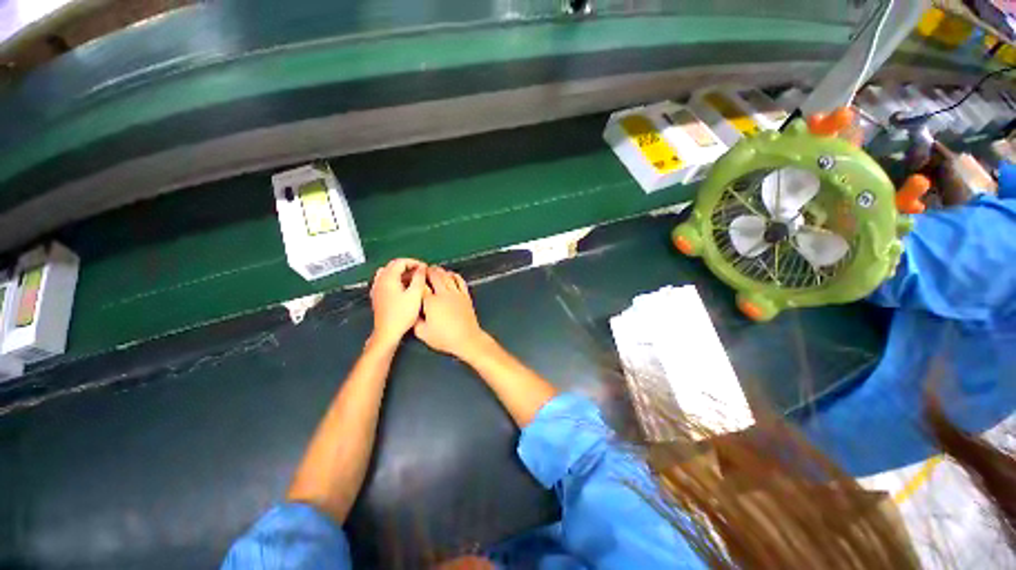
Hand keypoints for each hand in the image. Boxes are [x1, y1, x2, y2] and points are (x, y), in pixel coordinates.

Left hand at [370, 258, 426, 346]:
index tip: (425, 268)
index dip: (414, 262)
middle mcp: (380, 280)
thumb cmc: (402, 314)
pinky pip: (385, 281)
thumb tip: (422, 268)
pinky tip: (403, 288)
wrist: (388, 332)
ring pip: (388, 273)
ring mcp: (376, 288)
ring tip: (413, 279)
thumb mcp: (415, 294)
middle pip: (393, 266)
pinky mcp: (377, 296)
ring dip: (401, 273)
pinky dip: (395, 280)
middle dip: (408, 267)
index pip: (400, 262)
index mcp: (388, 278)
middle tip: (420, 273)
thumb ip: (419, 278)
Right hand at [414, 267, 489, 359]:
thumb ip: (415, 321)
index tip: (411, 279)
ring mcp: (456, 293)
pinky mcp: (465, 295)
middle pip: (434, 276)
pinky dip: (454, 275)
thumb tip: (411, 313)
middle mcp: (443, 294)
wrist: (467, 339)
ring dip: (439, 271)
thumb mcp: (422, 333)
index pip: (421, 285)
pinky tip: (450, 275)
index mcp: (431, 302)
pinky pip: (460, 280)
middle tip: (422, 271)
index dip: (415, 280)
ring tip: (434, 270)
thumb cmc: (444, 338)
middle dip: (427, 271)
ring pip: (447, 276)